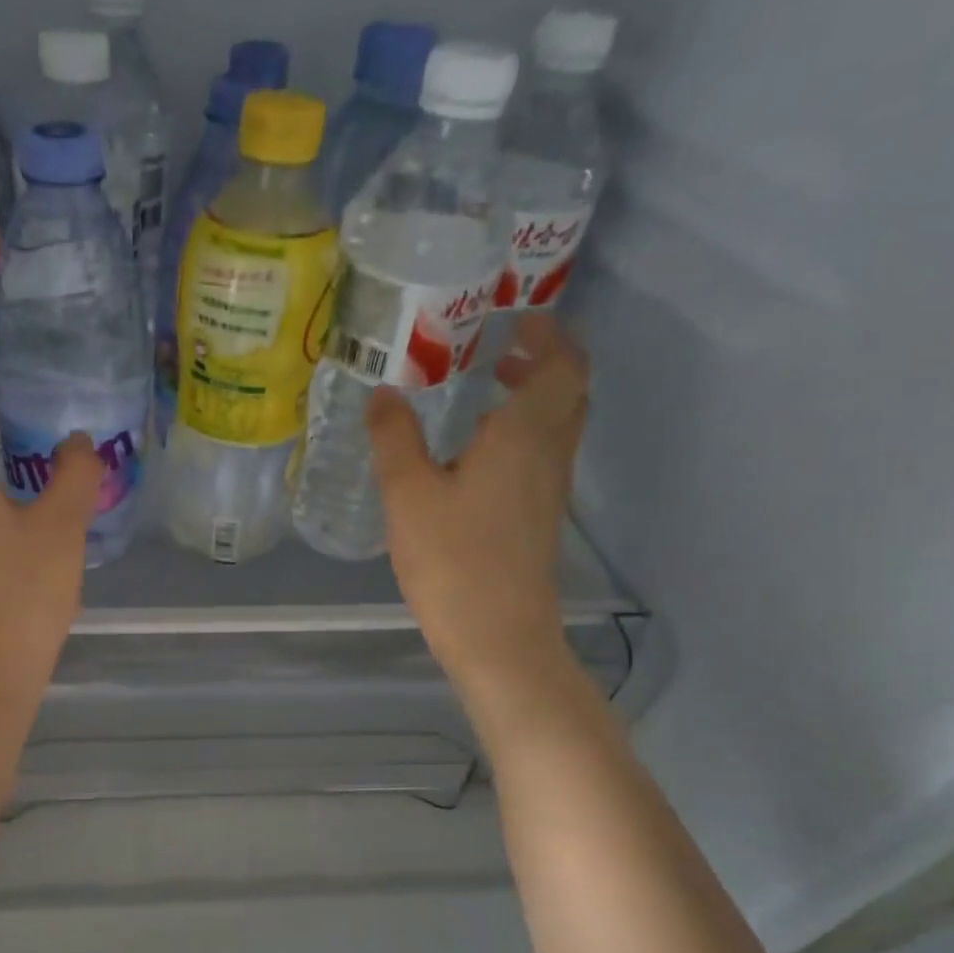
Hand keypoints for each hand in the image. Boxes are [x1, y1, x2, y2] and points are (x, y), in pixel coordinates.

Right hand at [370, 313, 589, 700]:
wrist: (497, 635)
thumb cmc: (453, 559)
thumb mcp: (409, 494)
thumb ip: (395, 438)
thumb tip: (385, 392)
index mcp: (525, 433)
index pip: (562, 363)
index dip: (547, 333)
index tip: (511, 317)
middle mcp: (549, 452)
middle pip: (567, 389)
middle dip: (539, 360)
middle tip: (491, 348)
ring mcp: (549, 488)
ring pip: (556, 423)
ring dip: (529, 396)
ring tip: (477, 390)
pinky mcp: (539, 516)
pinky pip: (541, 454)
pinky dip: (519, 432)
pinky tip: (472, 451)